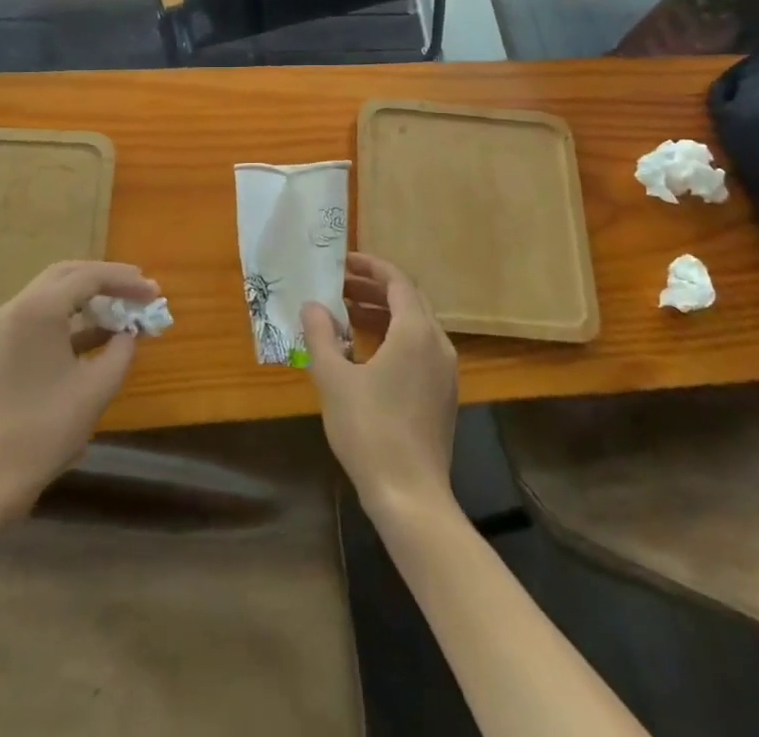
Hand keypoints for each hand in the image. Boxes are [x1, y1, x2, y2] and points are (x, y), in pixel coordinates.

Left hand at [0, 260, 159, 520]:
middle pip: (68, 274)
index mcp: (39, 309)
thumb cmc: (45, 429)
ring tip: (124, 309)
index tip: (154, 291)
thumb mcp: (96, 388)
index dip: (126, 281)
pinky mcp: (2, 347)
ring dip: (90, 296)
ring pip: (54, 293)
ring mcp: (5, 326)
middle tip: (139, 289)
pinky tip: (99, 335)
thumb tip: (131, 333)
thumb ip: (122, 351)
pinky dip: (72, 318)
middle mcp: (18, 306)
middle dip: (107, 279)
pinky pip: (42, 316)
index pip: (89, 277)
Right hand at [301, 253, 457, 520]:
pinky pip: (420, 348)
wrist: (411, 496)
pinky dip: (394, 336)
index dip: (370, 266)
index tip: (343, 262)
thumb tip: (312, 306)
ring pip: (415, 325)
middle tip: (339, 286)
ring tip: (347, 314)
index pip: (397, 281)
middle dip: (373, 288)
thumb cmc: (370, 430)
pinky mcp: (444, 394)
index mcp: (416, 331)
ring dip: (382, 313)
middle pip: (408, 300)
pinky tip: (367, 352)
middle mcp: (438, 343)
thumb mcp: (334, 379)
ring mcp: (445, 370)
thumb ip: (321, 336)